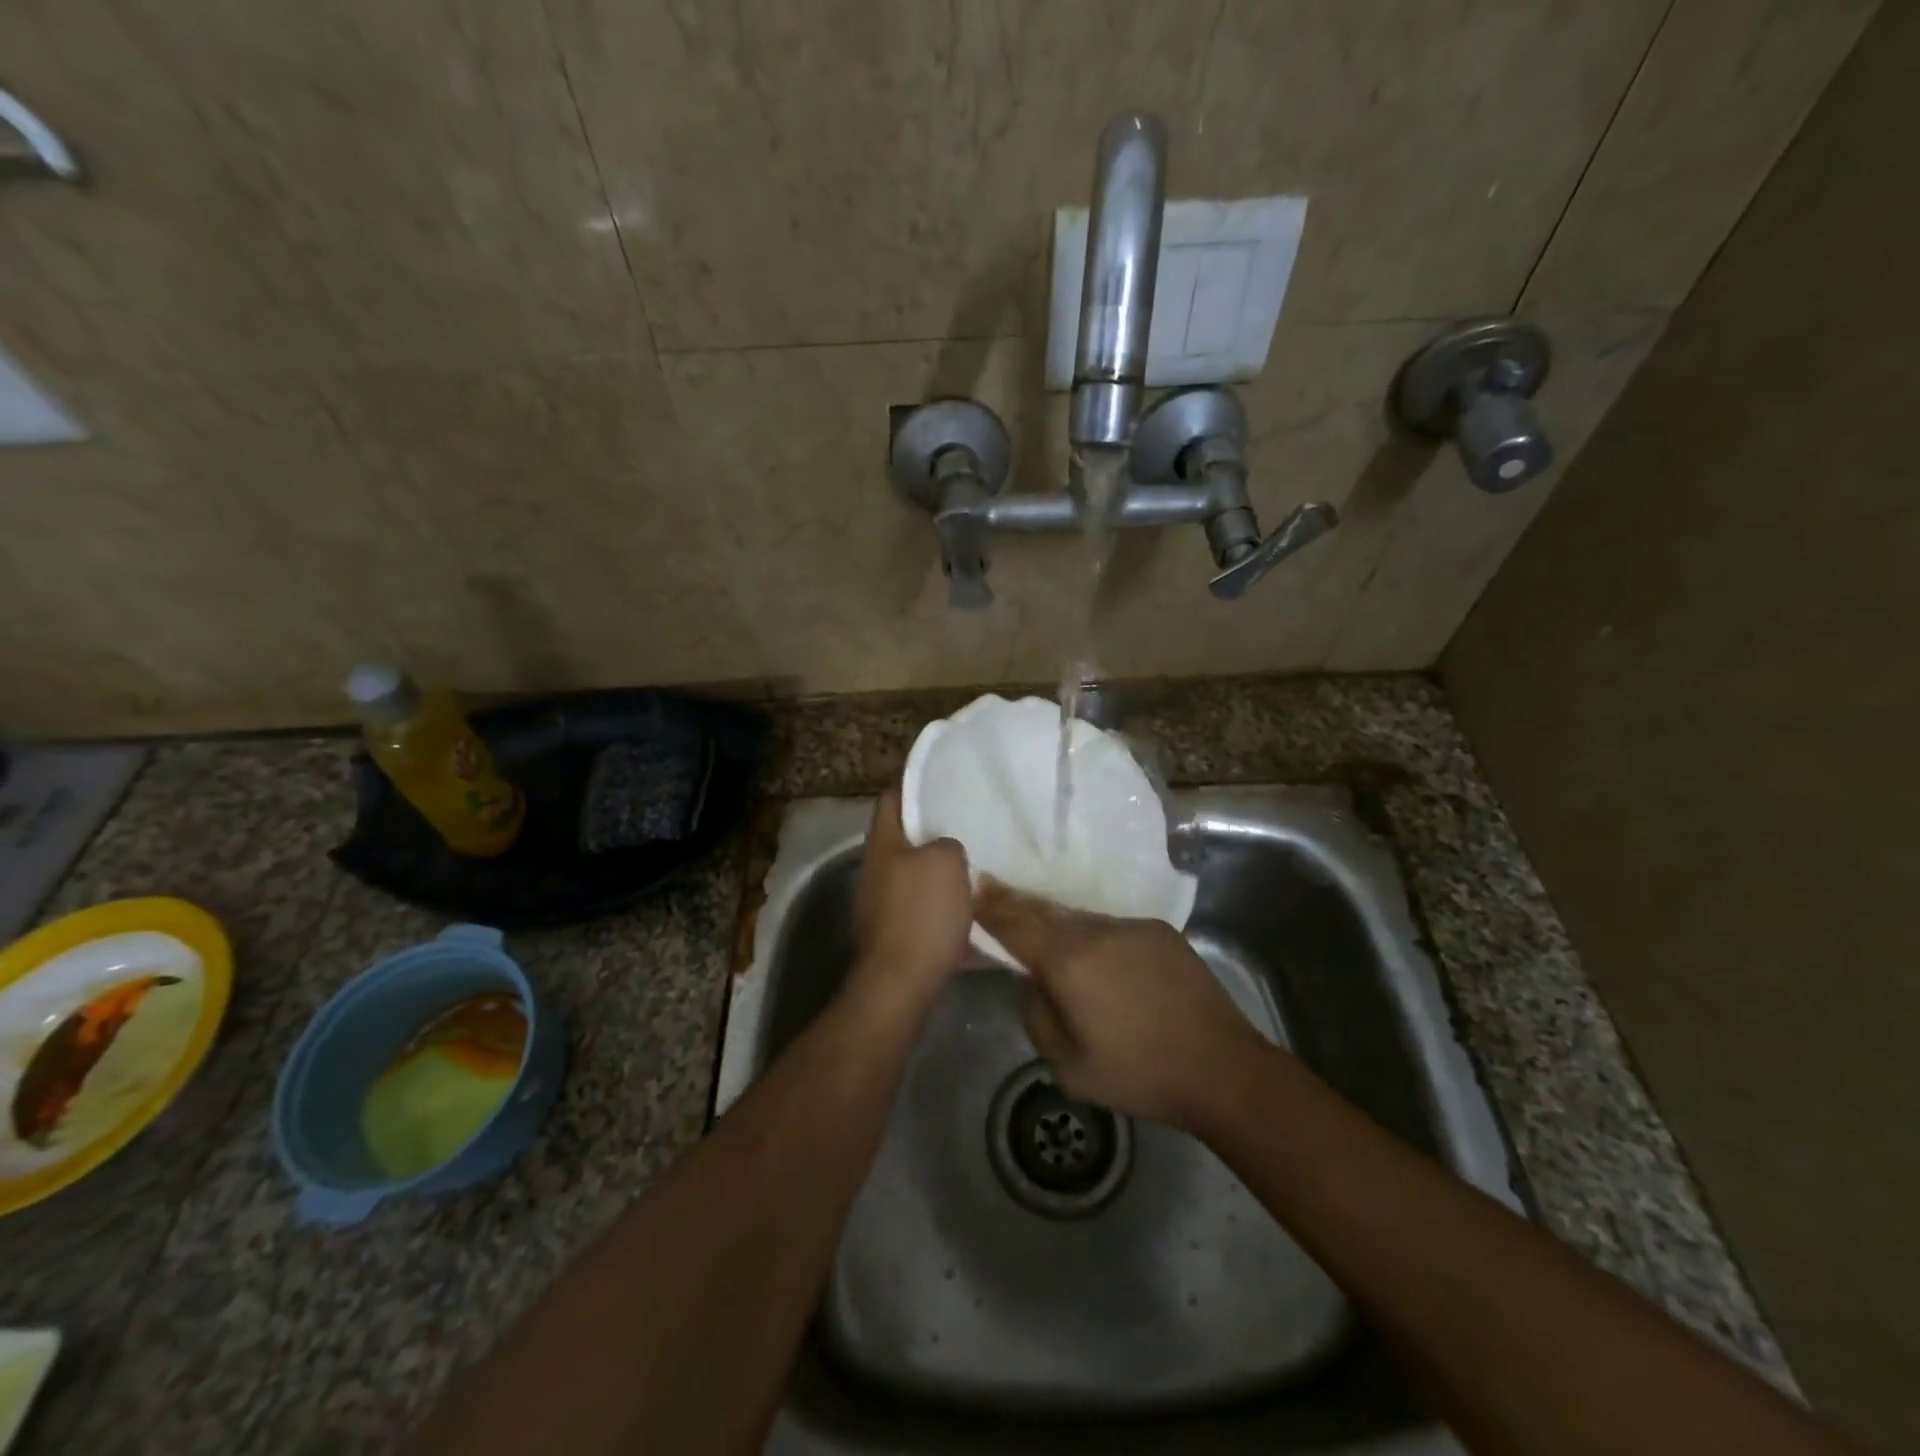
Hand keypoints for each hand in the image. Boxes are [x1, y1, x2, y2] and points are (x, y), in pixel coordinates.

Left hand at [853, 785, 972, 1005]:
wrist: (903, 982)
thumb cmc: (921, 912)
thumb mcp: (946, 861)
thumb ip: (948, 844)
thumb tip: (946, 850)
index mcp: (883, 843)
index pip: (891, 797)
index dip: (912, 782)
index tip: (941, 776)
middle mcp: (877, 870)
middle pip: (905, 838)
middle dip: (934, 830)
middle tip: (968, 820)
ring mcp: (884, 905)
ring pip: (918, 876)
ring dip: (944, 871)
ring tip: (979, 863)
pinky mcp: (898, 935)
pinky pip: (928, 912)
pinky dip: (949, 909)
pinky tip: (977, 910)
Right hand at [976, 879, 1265, 1128]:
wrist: (1221, 1069)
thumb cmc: (1138, 1075)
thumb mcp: (1067, 1067)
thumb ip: (1036, 1015)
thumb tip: (1031, 982)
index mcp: (1068, 962)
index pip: (1016, 924)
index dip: (990, 906)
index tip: (973, 887)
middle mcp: (1096, 932)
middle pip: (1045, 911)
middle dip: (1017, 903)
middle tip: (995, 890)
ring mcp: (1131, 927)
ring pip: (1081, 919)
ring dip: (1059, 923)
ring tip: (1047, 931)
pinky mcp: (1160, 931)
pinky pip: (1113, 927)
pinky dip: (1096, 937)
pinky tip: (1102, 958)